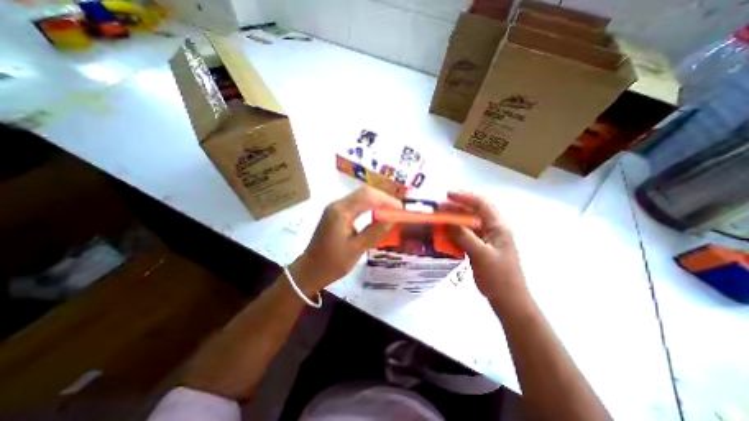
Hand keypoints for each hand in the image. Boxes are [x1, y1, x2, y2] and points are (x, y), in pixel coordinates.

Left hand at [288, 187, 399, 295]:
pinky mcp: (336, 213)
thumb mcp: (356, 249)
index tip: (401, 210)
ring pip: (361, 196)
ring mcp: (336, 208)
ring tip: (391, 212)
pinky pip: (356, 204)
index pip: (367, 196)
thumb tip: (393, 219)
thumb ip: (375, 231)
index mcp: (341, 212)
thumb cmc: (332, 263)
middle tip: (397, 211)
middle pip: (364, 192)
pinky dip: (370, 206)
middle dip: (383, 199)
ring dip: (377, 202)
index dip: (386, 200)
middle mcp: (337, 205)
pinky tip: (377, 215)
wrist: (310, 270)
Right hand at [439, 192, 525, 301]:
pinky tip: (445, 233)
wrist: (508, 299)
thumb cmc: (498, 276)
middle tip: (439, 208)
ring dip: (455, 219)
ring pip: (469, 223)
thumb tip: (447, 221)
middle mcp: (493, 229)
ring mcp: (487, 238)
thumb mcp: (481, 254)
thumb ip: (464, 236)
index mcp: (498, 226)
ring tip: (439, 219)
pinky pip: (466, 234)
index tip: (447, 195)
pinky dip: (456, 232)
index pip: (482, 204)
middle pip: (474, 211)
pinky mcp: (481, 247)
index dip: (464, 197)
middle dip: (456, 207)